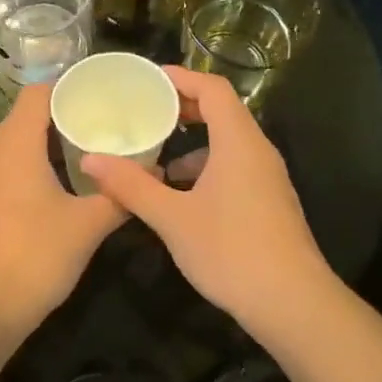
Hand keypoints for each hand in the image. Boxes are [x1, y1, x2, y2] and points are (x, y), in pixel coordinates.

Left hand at [0, 84, 126, 343]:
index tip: (103, 93)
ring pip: (19, 146)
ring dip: (52, 144)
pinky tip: (65, 186)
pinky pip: (12, 170)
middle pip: (28, 117)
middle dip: (67, 115)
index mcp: (16, 146)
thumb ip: (122, 195)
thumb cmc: (35, 256)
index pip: (37, 93)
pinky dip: (38, 167)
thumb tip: (157, 171)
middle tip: (107, 122)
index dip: (68, 86)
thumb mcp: (88, 225)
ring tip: (93, 151)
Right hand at [80, 66, 337, 337]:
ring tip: (155, 158)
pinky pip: (235, 168)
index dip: (181, 78)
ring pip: (228, 145)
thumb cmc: (230, 250)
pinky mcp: (269, 203)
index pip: (214, 89)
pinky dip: (206, 169)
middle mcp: (258, 152)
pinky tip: (181, 196)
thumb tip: (90, 160)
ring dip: (193, 144)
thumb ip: (131, 186)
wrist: (291, 303)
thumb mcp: (172, 218)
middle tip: (146, 113)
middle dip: (184, 109)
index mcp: (239, 142)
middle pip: (223, 113)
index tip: (148, 80)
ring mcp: (268, 179)